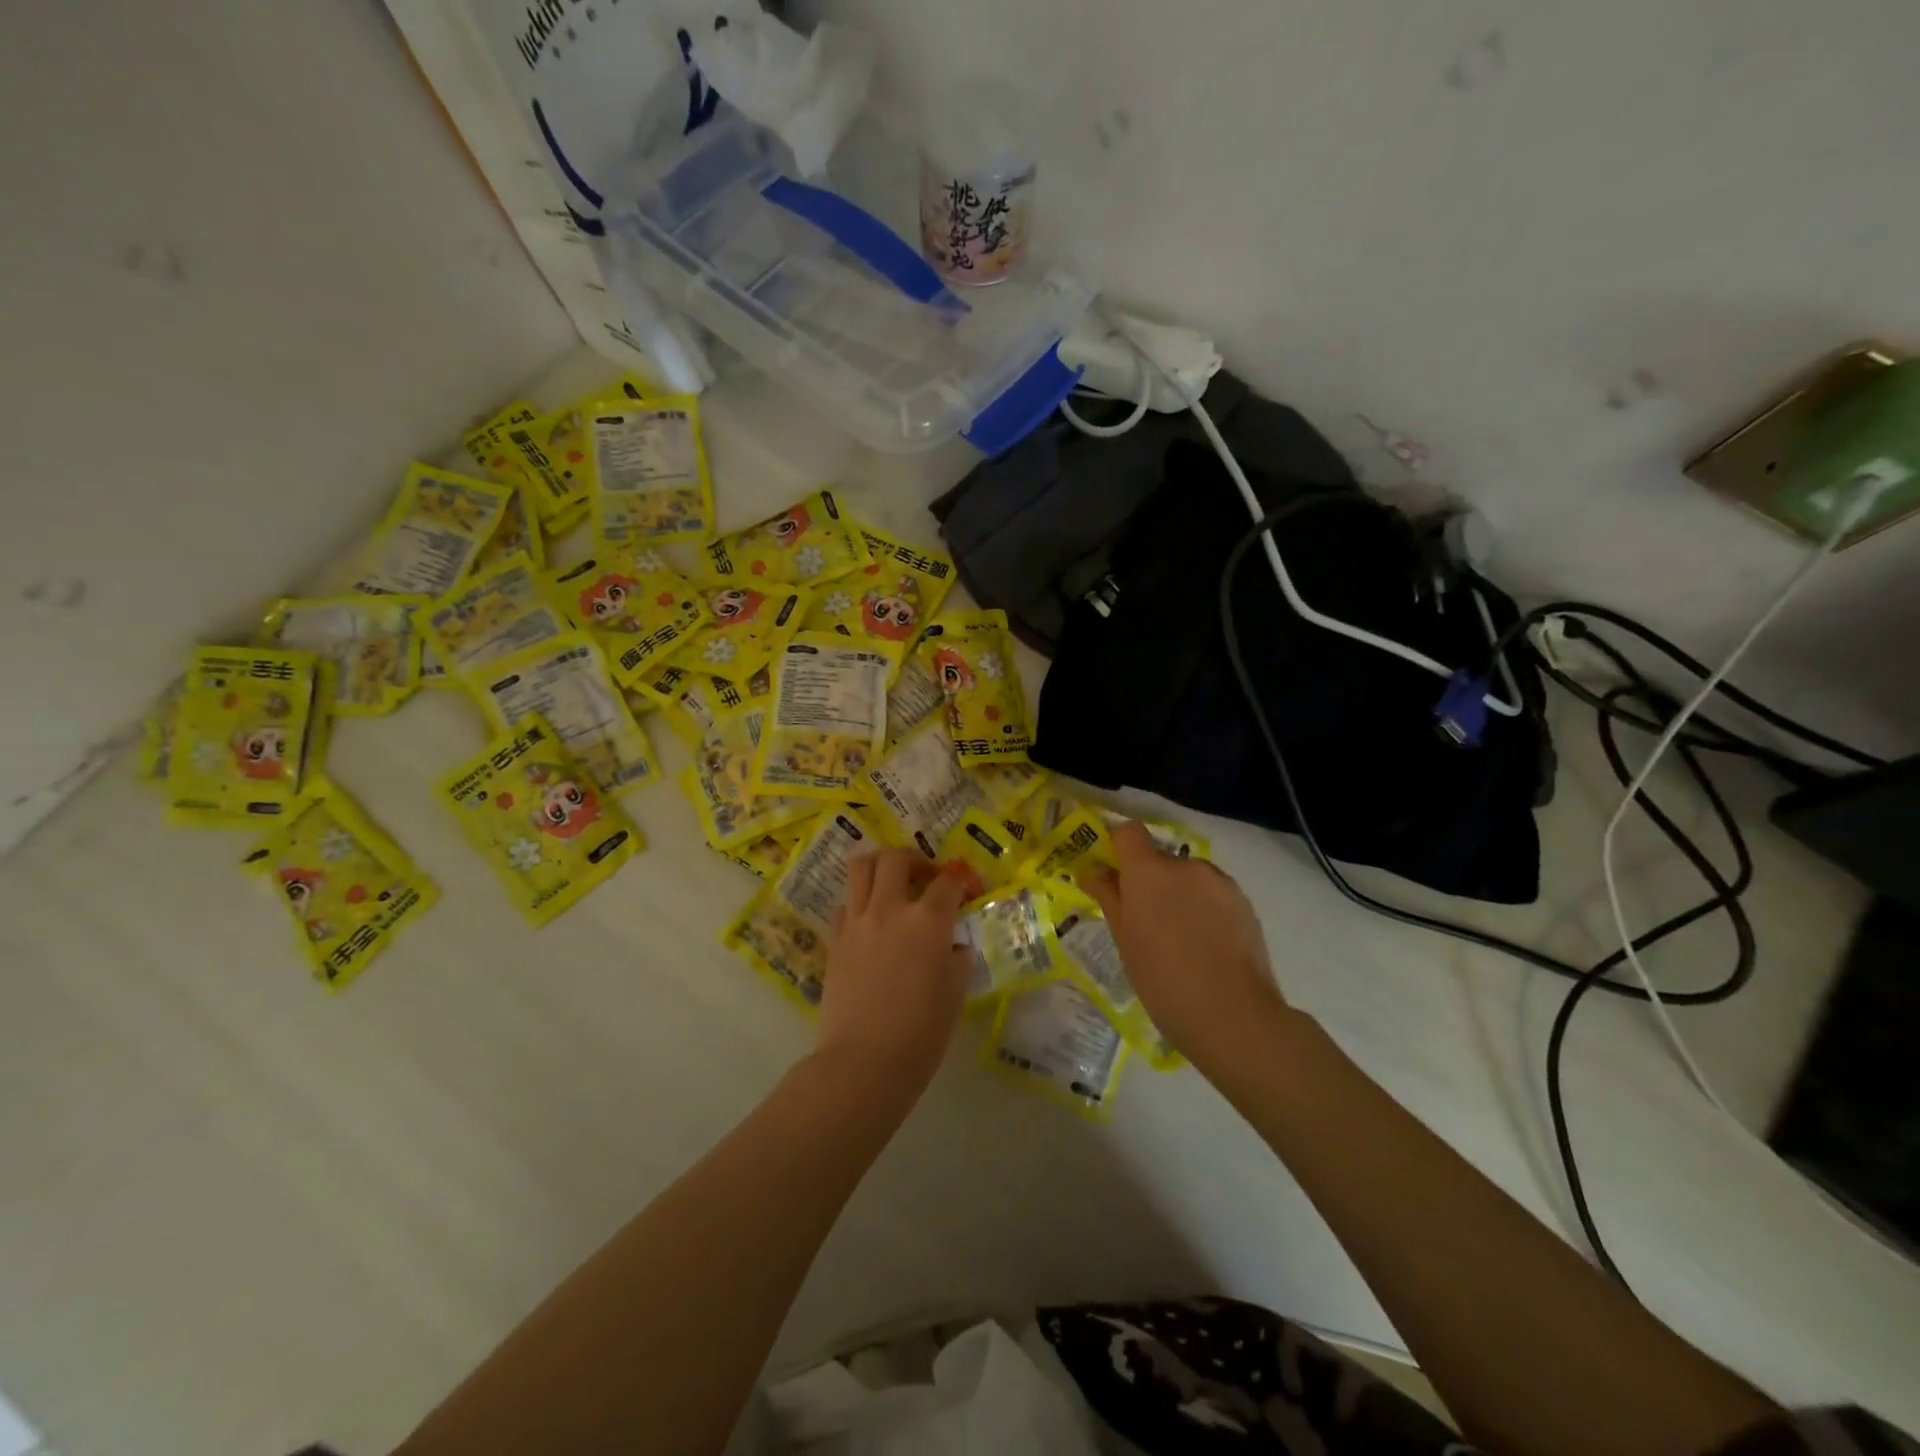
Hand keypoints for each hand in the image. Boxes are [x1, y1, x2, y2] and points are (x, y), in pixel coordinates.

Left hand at [818, 849, 972, 1098]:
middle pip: (896, 858)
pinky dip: (860, 903)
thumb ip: (957, 960)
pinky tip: (871, 923)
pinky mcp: (835, 939)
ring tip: (893, 883)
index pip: (948, 881)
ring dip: (881, 866)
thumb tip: (952, 947)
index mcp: (928, 921)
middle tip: (926, 878)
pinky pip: (846, 903)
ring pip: (862, 867)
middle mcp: (891, 910)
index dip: (962, 880)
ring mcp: (858, 922)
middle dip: (916, 860)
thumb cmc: (921, 1033)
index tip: (968, 890)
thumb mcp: (954, 994)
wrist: (864, 1062)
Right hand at [1084, 822, 1293, 1072]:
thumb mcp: (1124, 940)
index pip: (1129, 832)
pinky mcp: (1244, 902)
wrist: (1233, 1015)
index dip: (1118, 846)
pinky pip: (1213, 893)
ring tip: (1179, 938)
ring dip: (1179, 894)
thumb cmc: (1163, 980)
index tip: (1112, 873)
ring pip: (1188, 877)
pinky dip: (1204, 908)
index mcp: (1149, 871)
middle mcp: (1185, 866)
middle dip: (1149, 880)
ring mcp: (1219, 882)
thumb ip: (1108, 896)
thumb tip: (1091, 870)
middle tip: (1144, 921)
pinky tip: (1205, 946)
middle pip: (1159, 858)